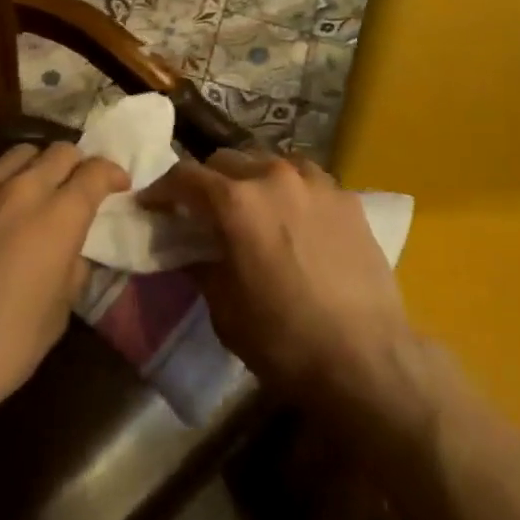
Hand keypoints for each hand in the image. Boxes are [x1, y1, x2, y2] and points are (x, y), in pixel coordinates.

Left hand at [0, 142, 127, 427]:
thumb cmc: (4, 346)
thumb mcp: (58, 314)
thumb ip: (72, 269)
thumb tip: (72, 251)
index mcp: (58, 216)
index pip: (95, 172)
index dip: (113, 174)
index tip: (119, 186)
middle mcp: (21, 190)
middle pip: (60, 152)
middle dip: (78, 164)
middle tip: (79, 187)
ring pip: (18, 153)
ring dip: (36, 165)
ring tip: (35, 188)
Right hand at [139, 148, 417, 411]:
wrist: (367, 359)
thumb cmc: (284, 340)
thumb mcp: (225, 310)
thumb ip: (201, 267)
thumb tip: (188, 249)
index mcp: (235, 201)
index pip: (185, 176)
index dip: (162, 189)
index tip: (152, 204)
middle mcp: (273, 176)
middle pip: (226, 159)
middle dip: (207, 180)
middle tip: (203, 210)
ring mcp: (315, 182)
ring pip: (269, 161)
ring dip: (251, 178)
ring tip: (253, 207)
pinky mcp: (347, 196)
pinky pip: (307, 178)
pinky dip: (290, 189)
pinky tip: (295, 217)